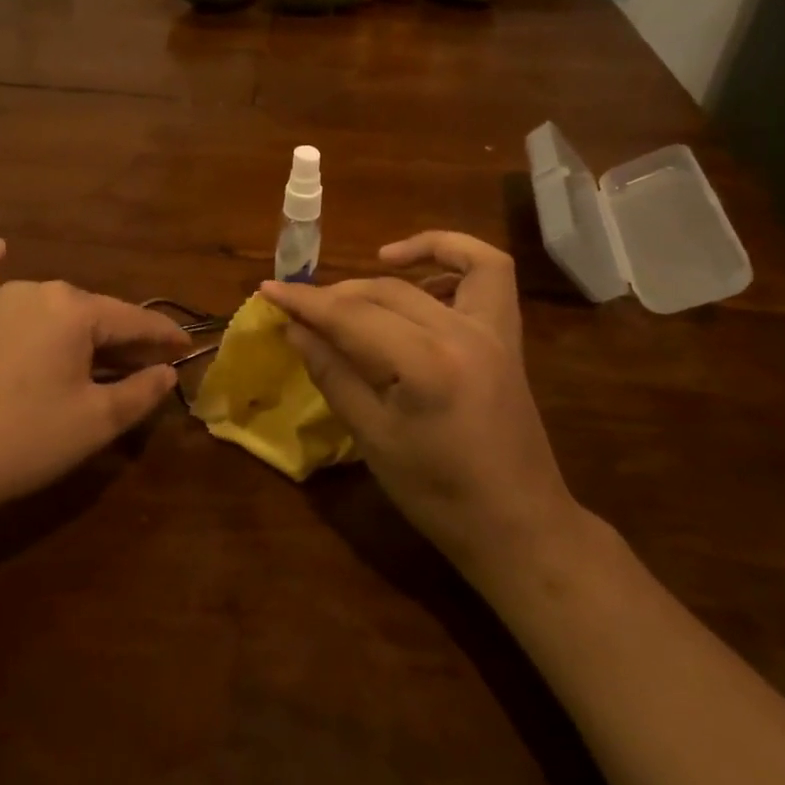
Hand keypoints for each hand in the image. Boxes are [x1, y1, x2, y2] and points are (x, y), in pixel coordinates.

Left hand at [0, 240, 189, 525]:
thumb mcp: (95, 422)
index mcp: (75, 311)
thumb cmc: (24, 440)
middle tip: (140, 364)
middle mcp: (37, 290)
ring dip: (72, 322)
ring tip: (89, 348)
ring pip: (47, 303)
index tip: (185, 349)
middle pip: (90, 312)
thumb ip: (140, 392)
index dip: (163, 337)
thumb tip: (167, 371)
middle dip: (119, 336)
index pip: (133, 321)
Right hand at [260, 231, 581, 579]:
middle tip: (300, 307)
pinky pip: (489, 274)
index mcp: (425, 364)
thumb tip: (294, 329)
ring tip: (364, 274)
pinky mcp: (507, 337)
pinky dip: (456, 259)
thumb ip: (332, 374)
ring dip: (396, 266)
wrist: (516, 524)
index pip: (351, 315)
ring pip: (438, 269)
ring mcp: (492, 330)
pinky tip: (423, 280)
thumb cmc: (437, 494)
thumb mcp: (373, 438)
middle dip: (335, 294)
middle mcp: (461, 332)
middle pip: (386, 290)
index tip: (268, 289)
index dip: (305, 301)